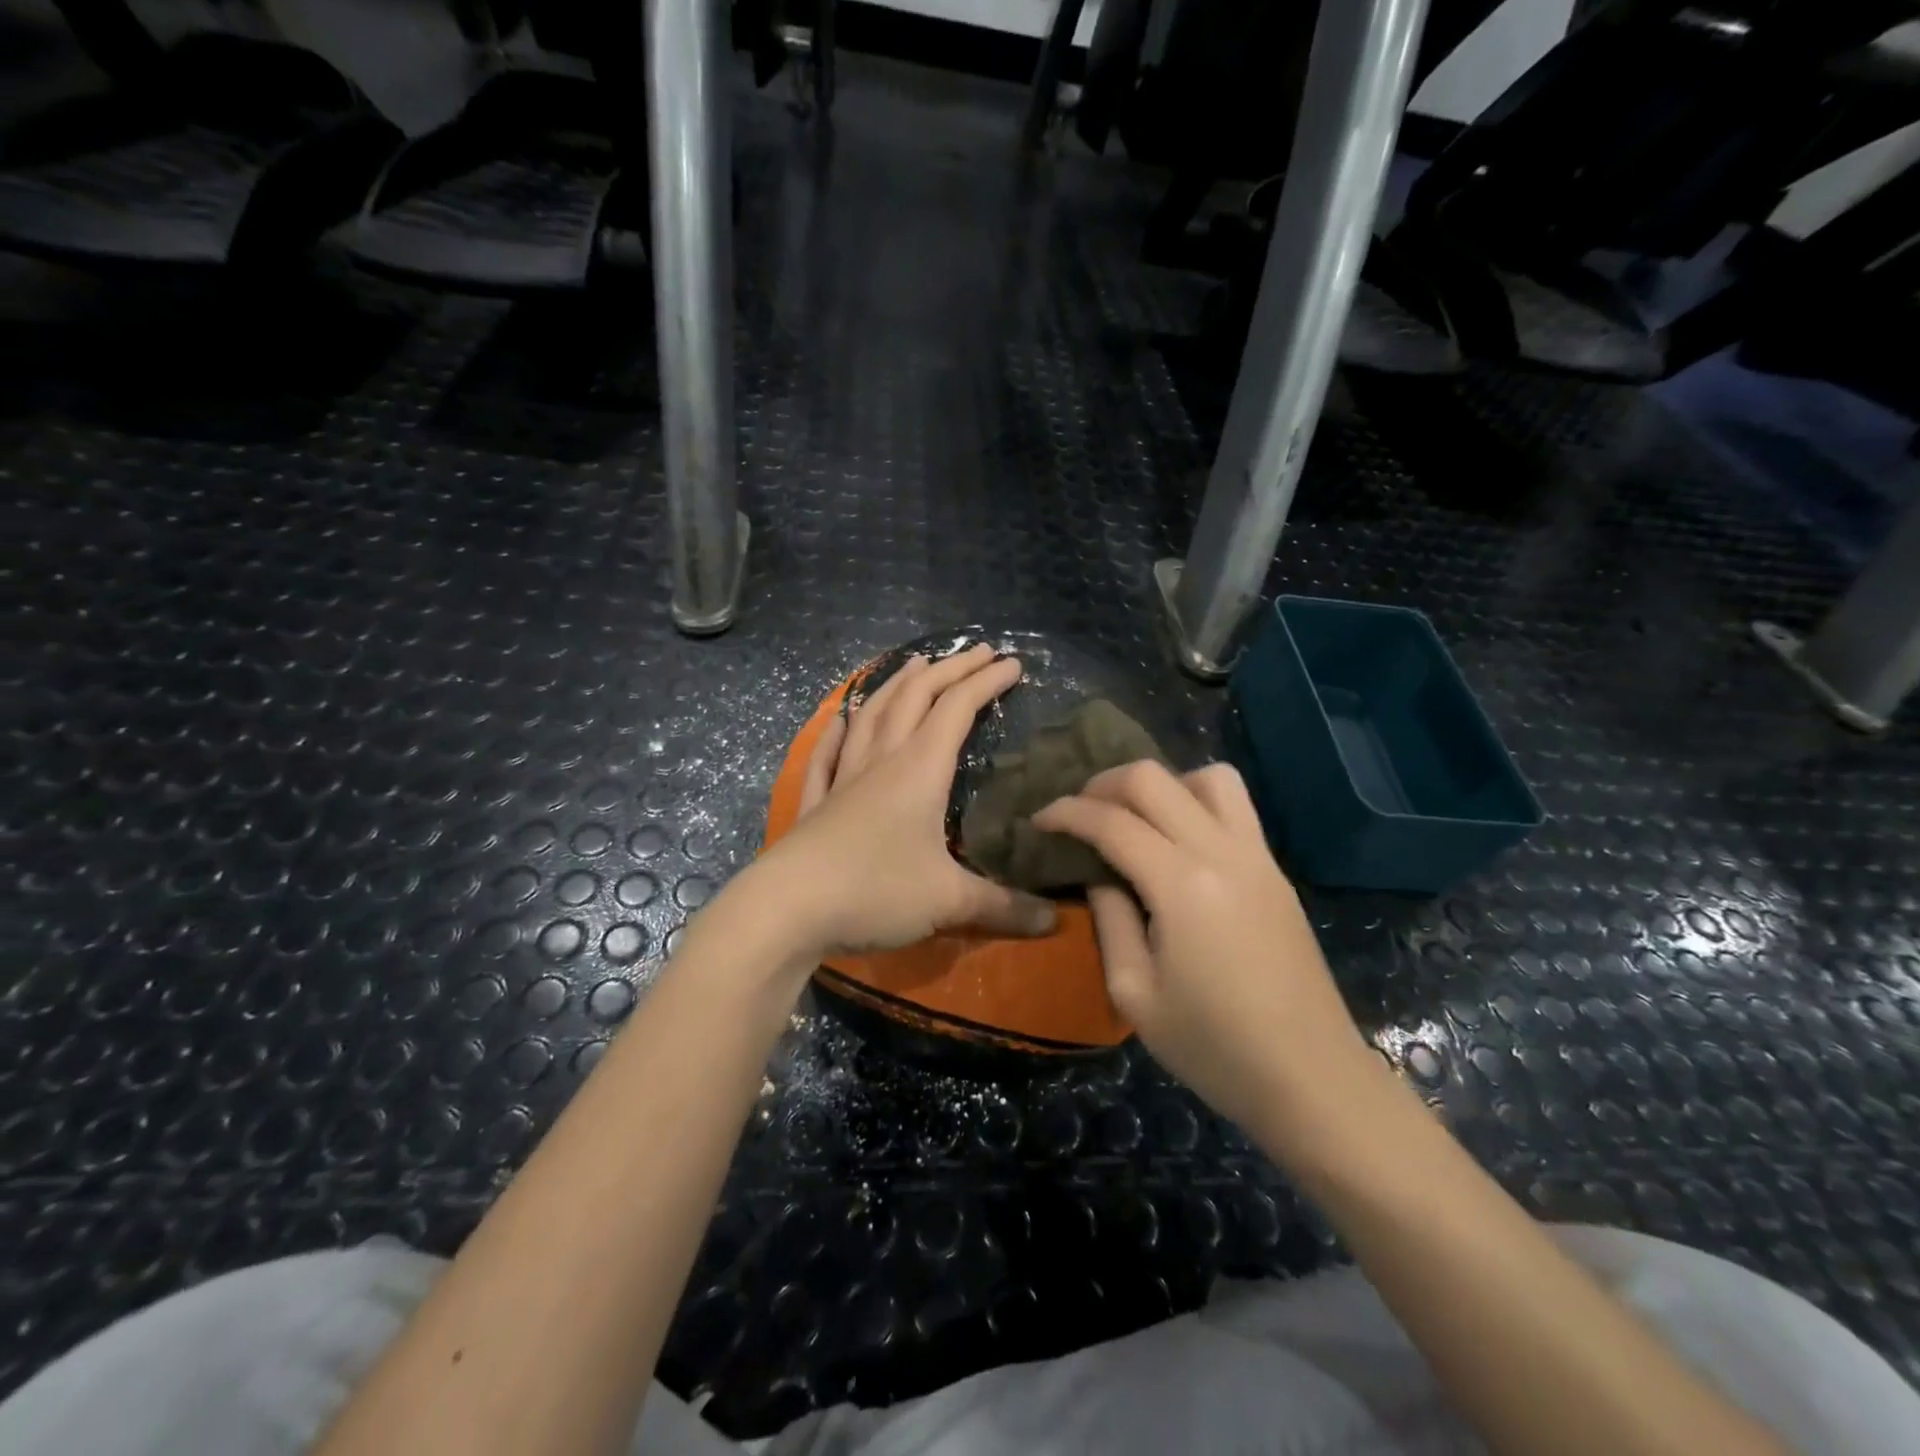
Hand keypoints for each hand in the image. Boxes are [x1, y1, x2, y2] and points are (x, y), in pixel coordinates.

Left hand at [755, 645, 1057, 958]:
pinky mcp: (817, 802)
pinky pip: (828, 754)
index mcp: (919, 770)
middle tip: (977, 651)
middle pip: (916, 699)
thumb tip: (1055, 922)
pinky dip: (839, 730)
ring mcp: (844, 778)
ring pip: (873, 715)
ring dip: (897, 685)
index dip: (986, 682)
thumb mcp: (949, 901)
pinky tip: (841, 718)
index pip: (958, 709)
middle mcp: (882, 761)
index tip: (1013, 664)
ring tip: (914, 665)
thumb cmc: (874, 891)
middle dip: (949, 670)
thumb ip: (1004, 907)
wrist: (787, 909)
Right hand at [1033, 761, 1369, 1133]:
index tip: (1039, 822)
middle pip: (1154, 779)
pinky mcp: (1275, 870)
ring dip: (1160, 785)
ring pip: (1207, 776)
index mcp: (1182, 885)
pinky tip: (1176, 840)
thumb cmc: (1215, 1048)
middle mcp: (1222, 852)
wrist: (1312, 1079)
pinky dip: (1194, 800)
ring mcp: (1257, 856)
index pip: (1112, 821)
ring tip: (1135, 818)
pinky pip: (1234, 805)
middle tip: (1079, 815)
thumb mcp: (1135, 994)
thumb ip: (1110, 920)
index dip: (1067, 813)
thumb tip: (1100, 876)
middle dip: (1103, 785)